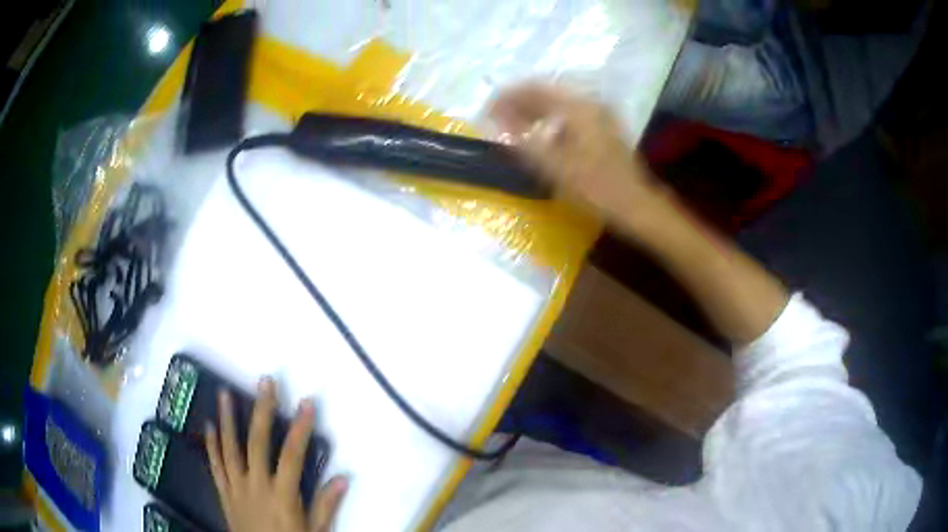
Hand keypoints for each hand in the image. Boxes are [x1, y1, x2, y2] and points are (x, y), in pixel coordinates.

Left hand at [204, 377, 347, 531]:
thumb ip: (325, 506)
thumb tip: (343, 478)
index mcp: (282, 495)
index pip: (293, 456)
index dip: (300, 428)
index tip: (307, 403)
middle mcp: (256, 485)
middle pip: (258, 443)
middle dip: (262, 411)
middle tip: (265, 382)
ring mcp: (236, 487)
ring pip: (230, 448)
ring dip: (228, 419)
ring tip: (225, 393)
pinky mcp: (224, 493)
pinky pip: (216, 466)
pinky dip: (211, 445)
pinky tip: (209, 426)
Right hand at [490, 83, 666, 229]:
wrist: (635, 204)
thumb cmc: (595, 187)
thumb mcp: (553, 167)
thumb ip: (522, 140)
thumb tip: (498, 122)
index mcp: (577, 107)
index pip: (534, 89)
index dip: (507, 96)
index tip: (487, 109)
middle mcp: (589, 102)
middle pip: (546, 91)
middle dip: (518, 101)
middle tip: (496, 117)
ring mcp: (599, 113)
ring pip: (557, 101)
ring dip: (532, 109)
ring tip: (512, 123)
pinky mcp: (603, 125)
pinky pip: (568, 111)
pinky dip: (549, 117)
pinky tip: (539, 131)